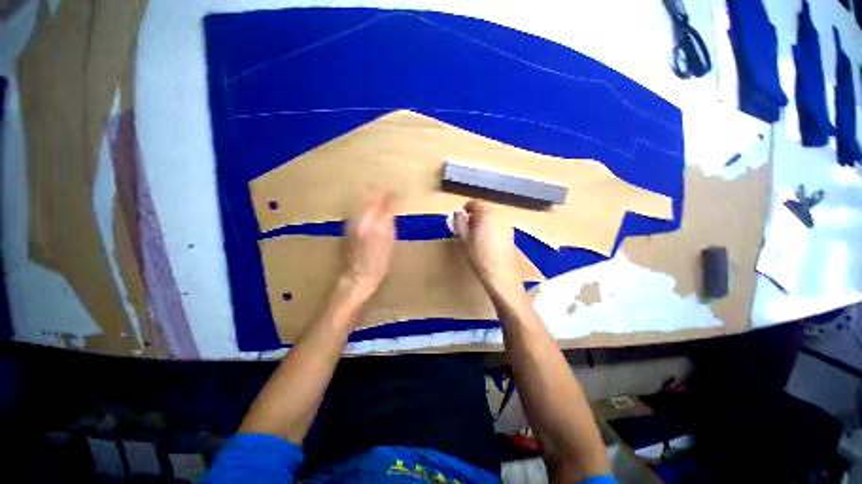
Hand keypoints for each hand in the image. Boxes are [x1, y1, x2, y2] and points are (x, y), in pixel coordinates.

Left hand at [341, 188, 396, 297]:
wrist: (356, 276)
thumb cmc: (379, 265)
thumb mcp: (390, 245)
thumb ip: (390, 226)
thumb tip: (391, 213)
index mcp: (379, 227)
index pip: (388, 205)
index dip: (395, 198)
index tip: (400, 195)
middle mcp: (364, 221)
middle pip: (372, 197)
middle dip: (380, 191)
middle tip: (387, 190)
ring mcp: (353, 222)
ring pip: (362, 202)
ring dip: (371, 197)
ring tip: (378, 195)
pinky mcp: (346, 226)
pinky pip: (357, 210)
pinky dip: (364, 207)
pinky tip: (368, 209)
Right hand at [453, 201, 519, 291]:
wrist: (500, 274)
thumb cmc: (478, 255)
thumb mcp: (463, 238)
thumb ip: (459, 221)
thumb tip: (458, 212)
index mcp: (486, 214)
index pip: (475, 203)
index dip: (466, 209)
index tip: (460, 219)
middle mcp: (499, 216)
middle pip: (484, 210)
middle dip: (474, 216)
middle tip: (466, 228)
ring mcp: (507, 225)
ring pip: (492, 218)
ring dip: (482, 222)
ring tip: (475, 237)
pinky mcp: (511, 235)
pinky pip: (498, 226)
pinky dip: (490, 229)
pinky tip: (486, 243)